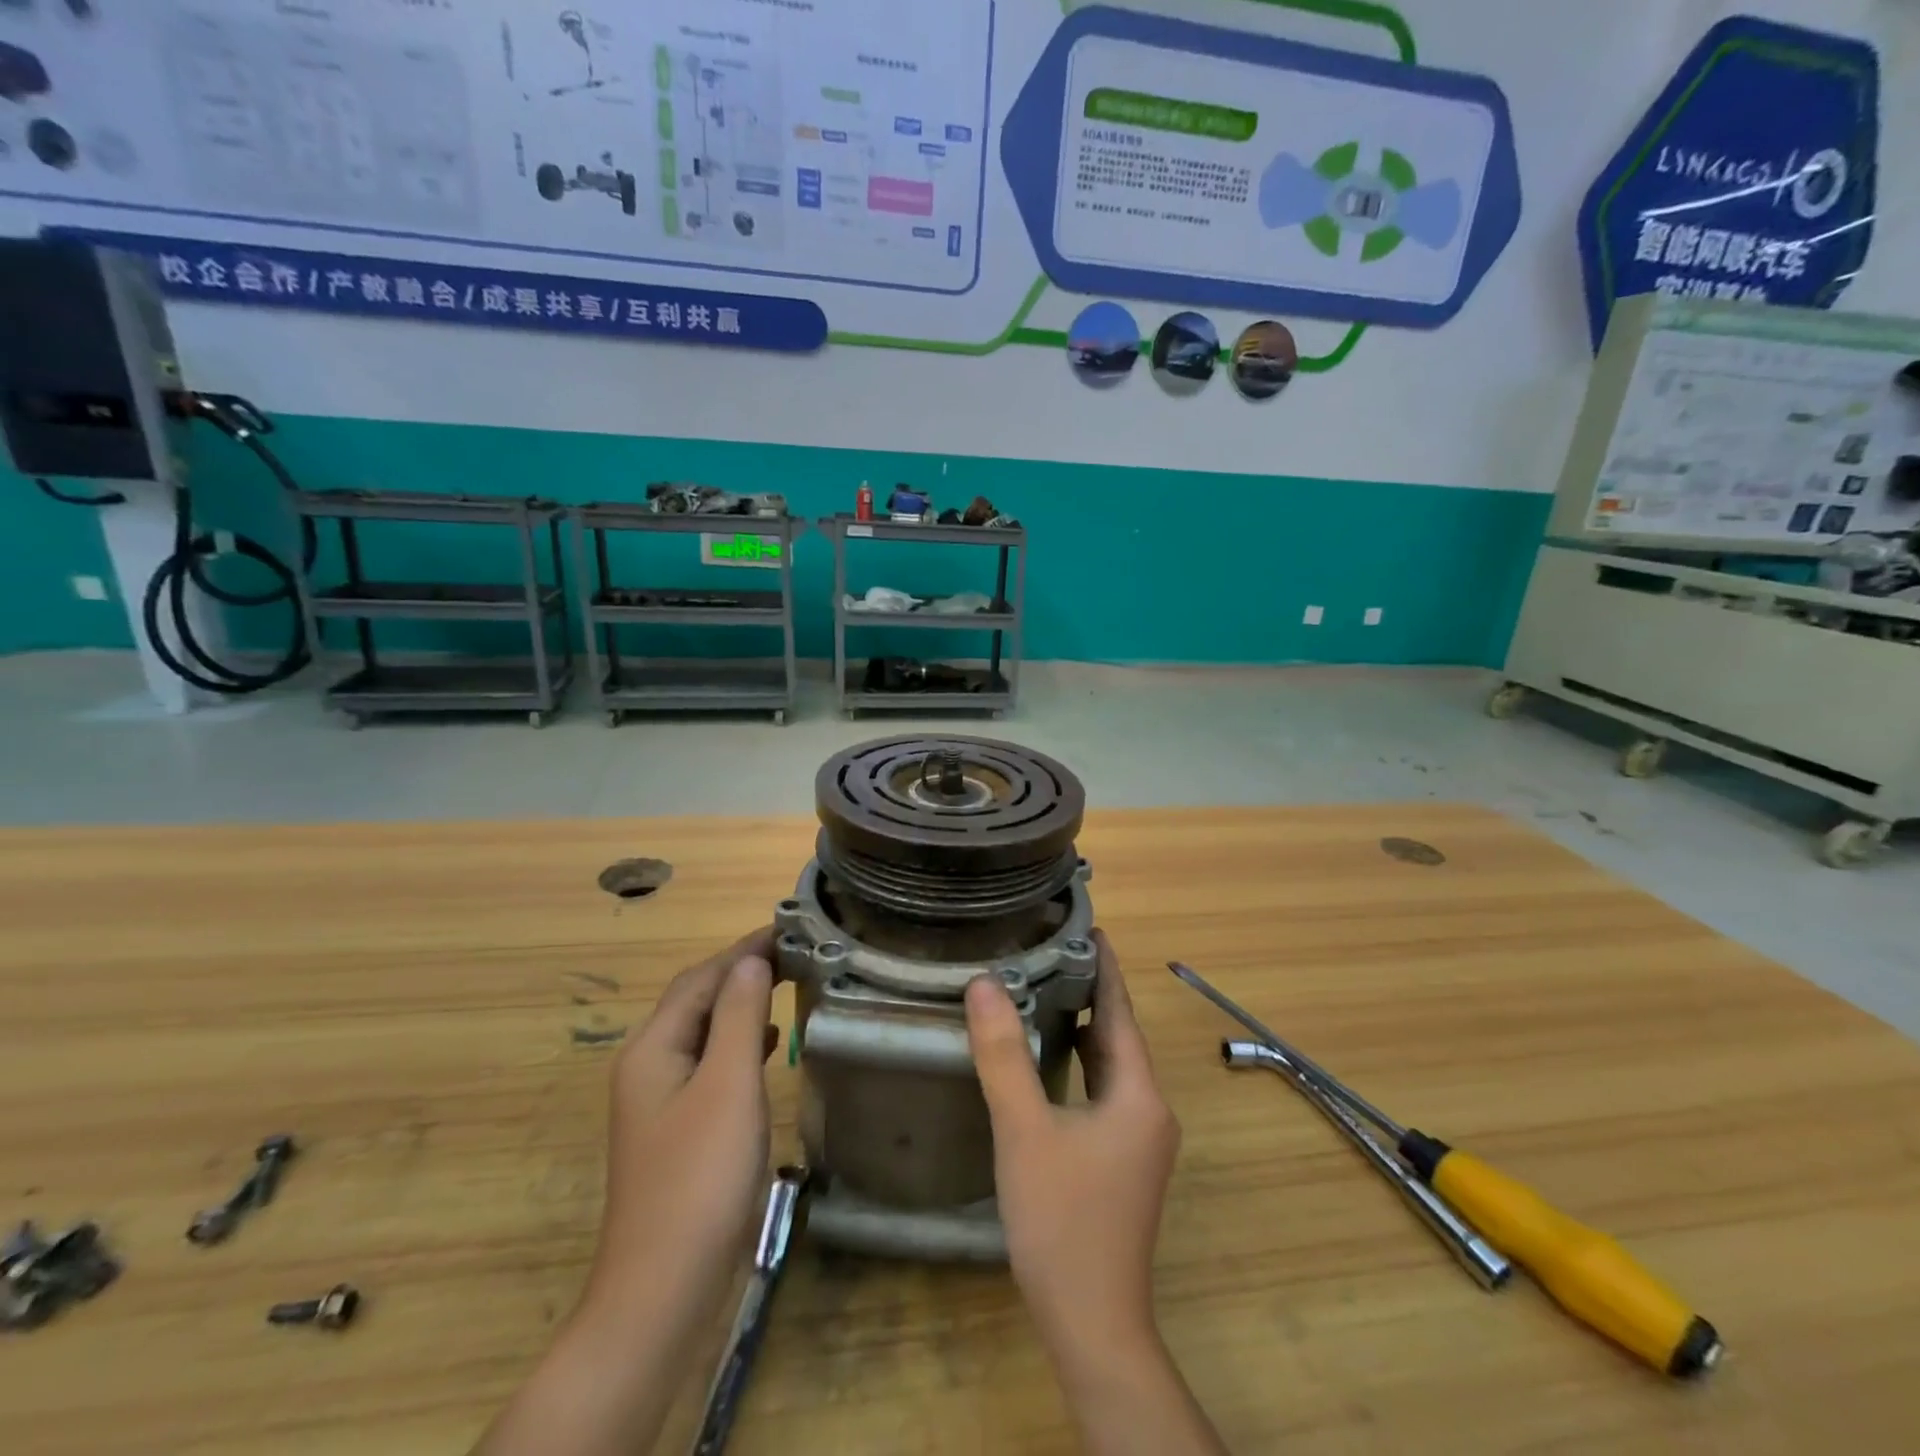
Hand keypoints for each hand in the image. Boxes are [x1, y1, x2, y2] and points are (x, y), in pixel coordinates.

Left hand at [587, 928, 779, 1321]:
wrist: (664, 1290)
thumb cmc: (700, 1178)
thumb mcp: (728, 1085)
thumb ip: (739, 1016)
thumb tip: (751, 961)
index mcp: (654, 1048)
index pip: (701, 978)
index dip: (743, 950)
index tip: (789, 929)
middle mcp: (650, 1067)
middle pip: (697, 1001)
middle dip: (741, 971)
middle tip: (794, 952)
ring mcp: (662, 1102)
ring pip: (705, 1033)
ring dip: (742, 1004)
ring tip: (787, 986)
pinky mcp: (680, 1130)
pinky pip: (711, 1065)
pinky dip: (740, 1043)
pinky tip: (768, 1046)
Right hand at [965, 931, 1179, 1354]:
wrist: (1092, 1324)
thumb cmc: (1062, 1221)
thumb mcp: (1025, 1131)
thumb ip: (1004, 1057)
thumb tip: (985, 984)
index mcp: (1139, 1094)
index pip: (1120, 1010)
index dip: (1104, 966)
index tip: (1085, 925)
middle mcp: (1149, 1109)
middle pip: (1118, 1034)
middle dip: (1089, 991)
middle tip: (1049, 949)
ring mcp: (1139, 1138)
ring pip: (1110, 1065)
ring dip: (1083, 1027)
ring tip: (1044, 989)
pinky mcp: (1122, 1161)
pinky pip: (1103, 1091)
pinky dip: (1080, 1064)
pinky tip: (1048, 1060)